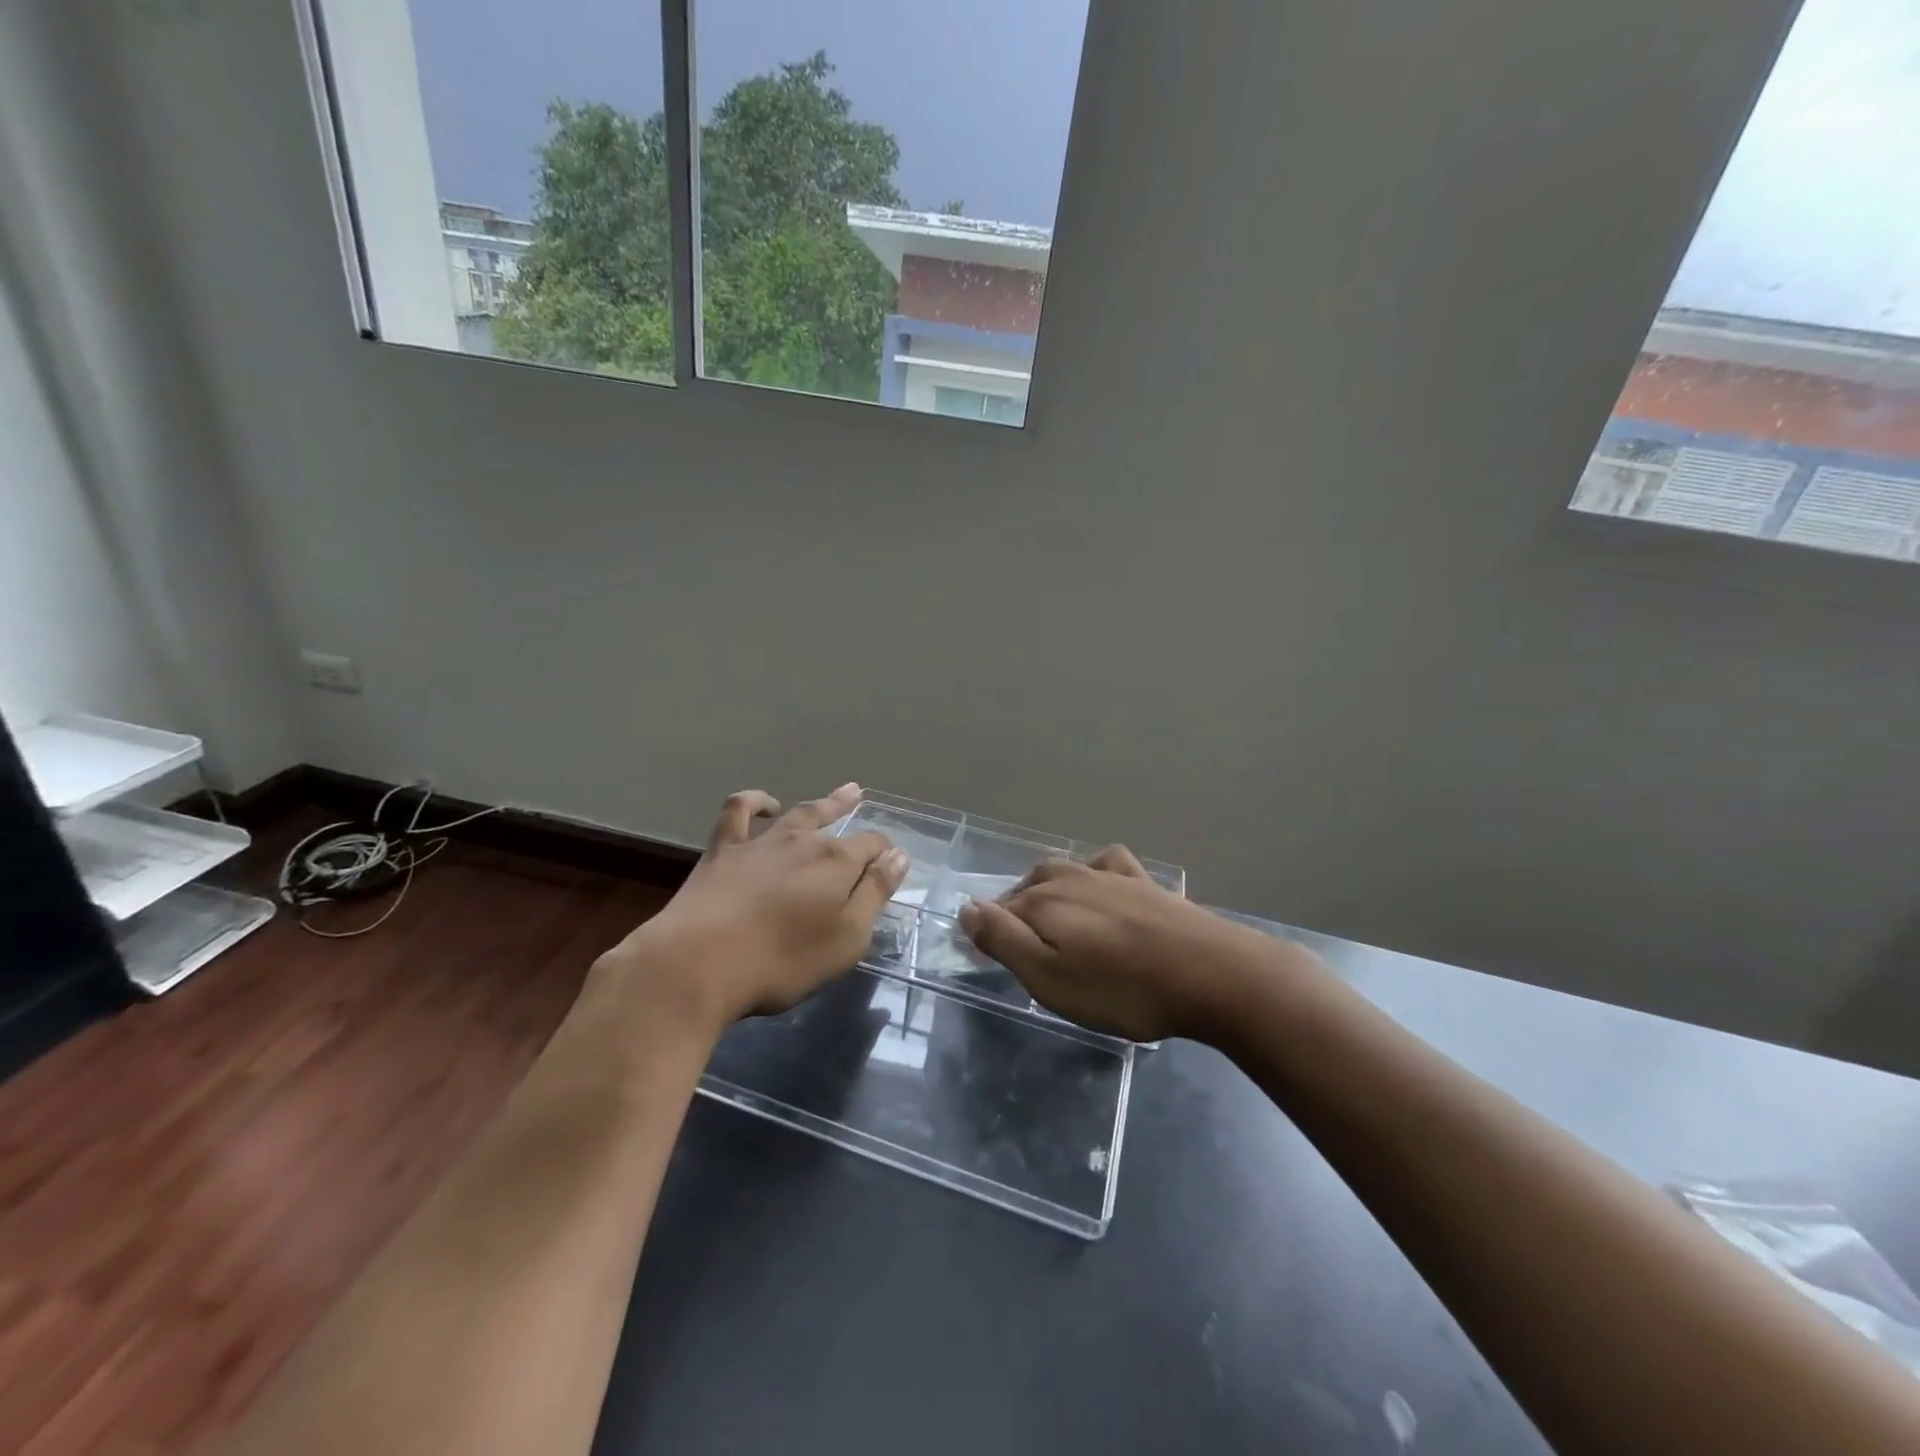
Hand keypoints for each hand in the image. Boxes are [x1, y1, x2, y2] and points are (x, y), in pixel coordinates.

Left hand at [599, 784, 907, 1034]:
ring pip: (797, 813)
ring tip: (832, 792)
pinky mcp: (722, 851)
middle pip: (833, 821)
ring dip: (819, 802)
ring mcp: (760, 843)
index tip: (891, 861)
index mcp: (837, 863)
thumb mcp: (846, 938)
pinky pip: (739, 812)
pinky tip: (764, 804)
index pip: (871, 847)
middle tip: (858, 794)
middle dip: (849, 809)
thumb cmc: (782, 961)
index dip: (884, 853)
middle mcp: (802, 842)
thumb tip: (898, 856)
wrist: (698, 964)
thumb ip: (874, 894)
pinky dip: (754, 802)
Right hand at [958, 847, 1270, 1043]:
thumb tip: (966, 907)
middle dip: (1016, 910)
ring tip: (1052, 916)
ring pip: (1064, 871)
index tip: (992, 958)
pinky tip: (1102, 882)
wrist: (1209, 973)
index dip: (990, 933)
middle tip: (1021, 948)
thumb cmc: (1122, 988)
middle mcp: (1071, 879)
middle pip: (1029, 887)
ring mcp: (1111, 876)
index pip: (998, 911)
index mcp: (1043, 903)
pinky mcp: (1145, 883)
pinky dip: (1094, 871)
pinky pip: (1108, 865)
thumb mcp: (1050, 977)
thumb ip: (1004, 940)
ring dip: (1049, 889)